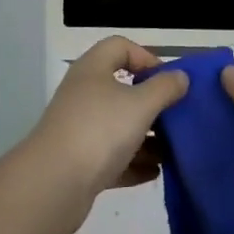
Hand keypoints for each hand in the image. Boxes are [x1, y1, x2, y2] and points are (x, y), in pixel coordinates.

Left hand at [19, 37, 189, 233]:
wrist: (53, 186)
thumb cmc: (100, 131)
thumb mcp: (141, 104)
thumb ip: (165, 88)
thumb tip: (181, 76)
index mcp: (93, 70)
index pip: (120, 47)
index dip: (147, 57)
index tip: (169, 80)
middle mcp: (83, 94)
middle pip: (122, 89)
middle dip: (152, 103)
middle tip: (176, 116)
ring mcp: (79, 129)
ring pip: (119, 126)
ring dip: (146, 137)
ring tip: (173, 150)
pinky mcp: (78, 163)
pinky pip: (112, 156)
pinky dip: (133, 162)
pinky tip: (156, 172)